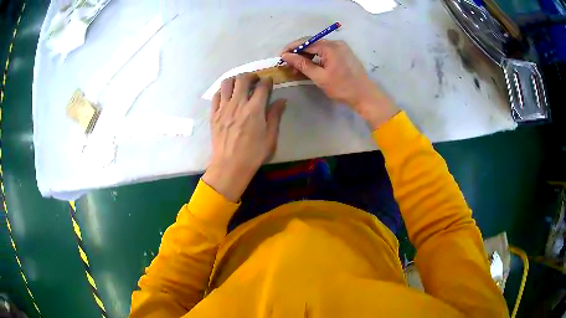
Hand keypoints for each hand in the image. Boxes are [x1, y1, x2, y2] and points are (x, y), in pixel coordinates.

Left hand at [202, 74, 286, 201]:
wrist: (229, 166)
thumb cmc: (253, 154)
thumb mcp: (270, 137)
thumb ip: (275, 116)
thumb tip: (282, 100)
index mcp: (255, 109)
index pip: (262, 86)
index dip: (267, 81)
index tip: (269, 81)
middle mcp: (238, 104)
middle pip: (243, 79)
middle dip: (251, 75)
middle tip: (255, 80)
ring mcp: (223, 108)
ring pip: (227, 83)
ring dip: (235, 79)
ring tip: (240, 84)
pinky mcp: (213, 114)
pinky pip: (216, 95)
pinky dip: (222, 90)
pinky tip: (227, 95)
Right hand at [281, 39, 398, 128]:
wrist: (365, 95)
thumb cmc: (342, 88)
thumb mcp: (320, 77)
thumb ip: (302, 64)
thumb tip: (286, 56)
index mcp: (330, 46)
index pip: (305, 42)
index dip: (291, 48)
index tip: (280, 57)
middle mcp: (336, 43)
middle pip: (311, 44)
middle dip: (298, 53)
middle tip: (287, 64)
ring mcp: (341, 47)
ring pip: (318, 48)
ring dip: (306, 56)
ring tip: (297, 68)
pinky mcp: (343, 53)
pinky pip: (325, 52)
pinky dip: (316, 58)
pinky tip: (310, 67)